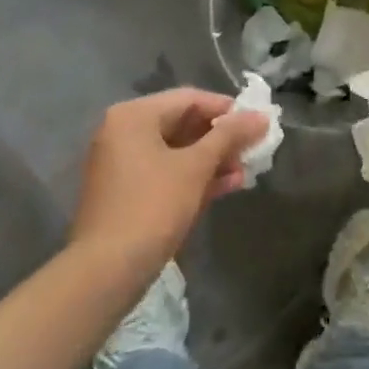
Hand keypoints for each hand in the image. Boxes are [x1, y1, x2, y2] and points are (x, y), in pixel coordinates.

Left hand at [70, 89, 267, 285]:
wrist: (107, 270)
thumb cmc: (153, 206)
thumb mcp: (196, 167)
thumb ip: (229, 136)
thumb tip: (261, 116)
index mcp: (134, 116)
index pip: (190, 98)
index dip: (227, 109)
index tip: (257, 124)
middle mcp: (123, 132)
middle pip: (182, 123)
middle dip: (221, 138)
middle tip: (253, 149)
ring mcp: (122, 164)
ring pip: (176, 151)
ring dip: (212, 159)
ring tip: (245, 171)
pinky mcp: (126, 192)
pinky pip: (165, 172)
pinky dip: (193, 176)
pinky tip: (226, 186)